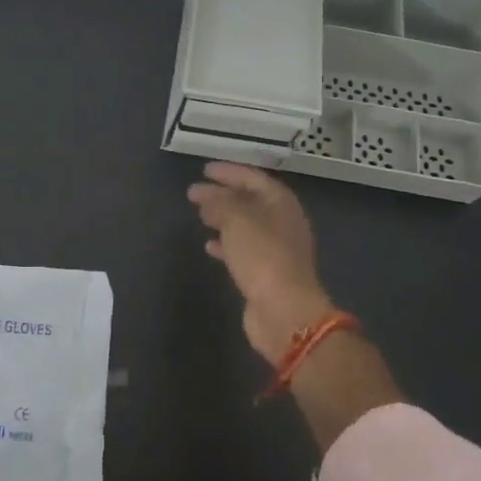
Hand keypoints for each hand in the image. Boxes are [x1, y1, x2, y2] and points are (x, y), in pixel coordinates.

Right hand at [189, 161, 401, 448]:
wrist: (284, 311)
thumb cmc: (263, 257)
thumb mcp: (237, 221)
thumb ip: (219, 203)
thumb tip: (204, 194)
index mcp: (281, 204)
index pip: (254, 178)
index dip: (229, 172)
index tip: (205, 170)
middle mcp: (282, 223)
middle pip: (250, 201)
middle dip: (223, 195)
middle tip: (196, 192)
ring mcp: (276, 250)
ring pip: (246, 226)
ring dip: (223, 219)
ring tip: (199, 215)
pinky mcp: (266, 273)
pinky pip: (243, 250)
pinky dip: (225, 244)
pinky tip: (208, 246)